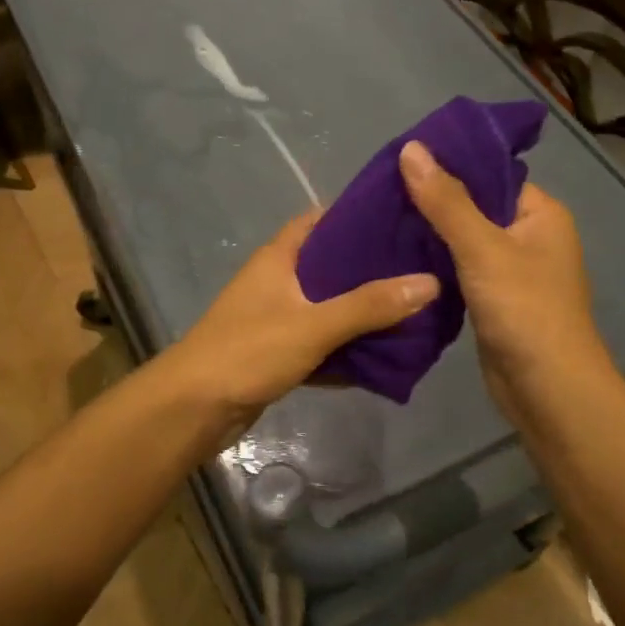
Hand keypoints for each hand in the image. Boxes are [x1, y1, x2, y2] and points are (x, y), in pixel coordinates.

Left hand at [165, 209, 439, 432]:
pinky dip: (347, 347)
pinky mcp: (279, 352)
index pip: (322, 220)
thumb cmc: (248, 352)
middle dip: (372, 269)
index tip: (403, 220)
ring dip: (363, 312)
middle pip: (331, 265)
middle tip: (422, 269)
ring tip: (414, 309)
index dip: (359, 216)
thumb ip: (370, 305)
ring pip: (329, 306)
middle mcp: (278, 281)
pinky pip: (322, 342)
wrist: (193, 408)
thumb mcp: (313, 324)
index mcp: (279, 257)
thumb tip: (430, 282)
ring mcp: (277, 318)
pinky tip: (384, 354)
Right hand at [398, 139, 612, 423]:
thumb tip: (411, 148)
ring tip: (380, 223)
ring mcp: (513, 272)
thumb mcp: (483, 249)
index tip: (401, 163)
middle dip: (432, 203)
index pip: (491, 174)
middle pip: (475, 207)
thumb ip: (446, 201)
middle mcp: (530, 237)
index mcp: (541, 213)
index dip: (449, 166)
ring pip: (464, 243)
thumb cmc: (524, 310)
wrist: (547, 390)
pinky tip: (398, 260)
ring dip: (429, 237)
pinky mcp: (494, 302)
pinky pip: (461, 272)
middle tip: (380, 195)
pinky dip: (435, 267)